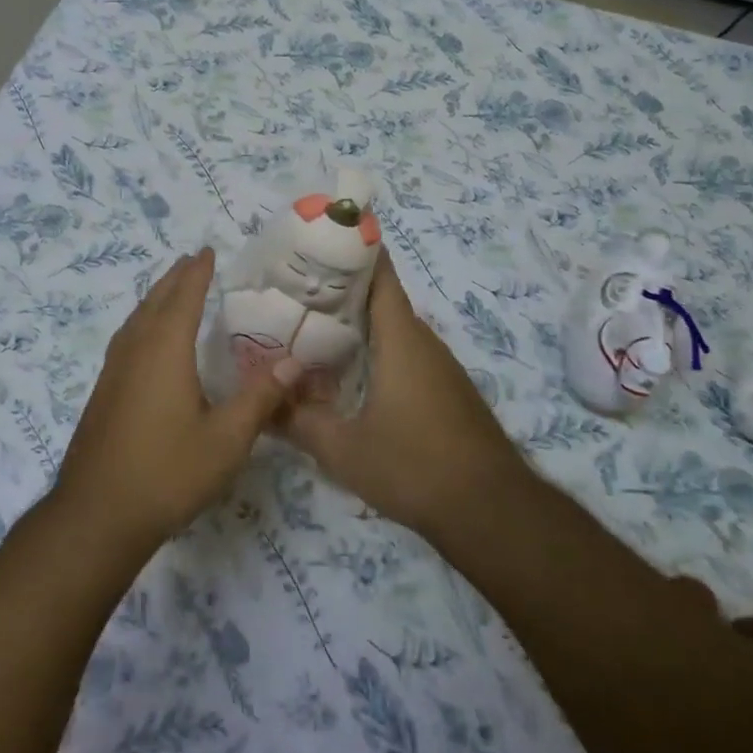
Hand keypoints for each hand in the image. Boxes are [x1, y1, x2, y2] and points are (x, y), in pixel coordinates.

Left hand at [51, 248, 298, 551]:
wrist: (97, 515)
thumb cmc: (167, 473)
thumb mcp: (226, 440)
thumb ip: (260, 398)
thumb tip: (293, 362)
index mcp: (164, 352)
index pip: (183, 298)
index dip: (197, 273)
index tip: (207, 251)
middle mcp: (135, 352)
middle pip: (154, 302)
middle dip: (174, 279)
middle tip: (192, 261)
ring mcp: (113, 372)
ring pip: (135, 320)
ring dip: (155, 299)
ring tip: (171, 291)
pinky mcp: (103, 393)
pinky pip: (126, 340)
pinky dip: (142, 323)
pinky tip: (148, 343)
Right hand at [285, 251, 524, 541]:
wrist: (491, 512)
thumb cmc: (414, 467)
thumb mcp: (343, 449)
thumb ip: (298, 422)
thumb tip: (261, 403)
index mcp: (401, 339)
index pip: (380, 274)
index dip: (352, 250)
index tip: (317, 240)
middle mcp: (423, 342)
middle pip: (381, 299)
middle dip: (339, 289)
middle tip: (293, 291)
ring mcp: (439, 367)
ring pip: (392, 329)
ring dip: (356, 323)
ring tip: (309, 328)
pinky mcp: (446, 391)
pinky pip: (404, 354)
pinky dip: (374, 350)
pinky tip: (346, 373)